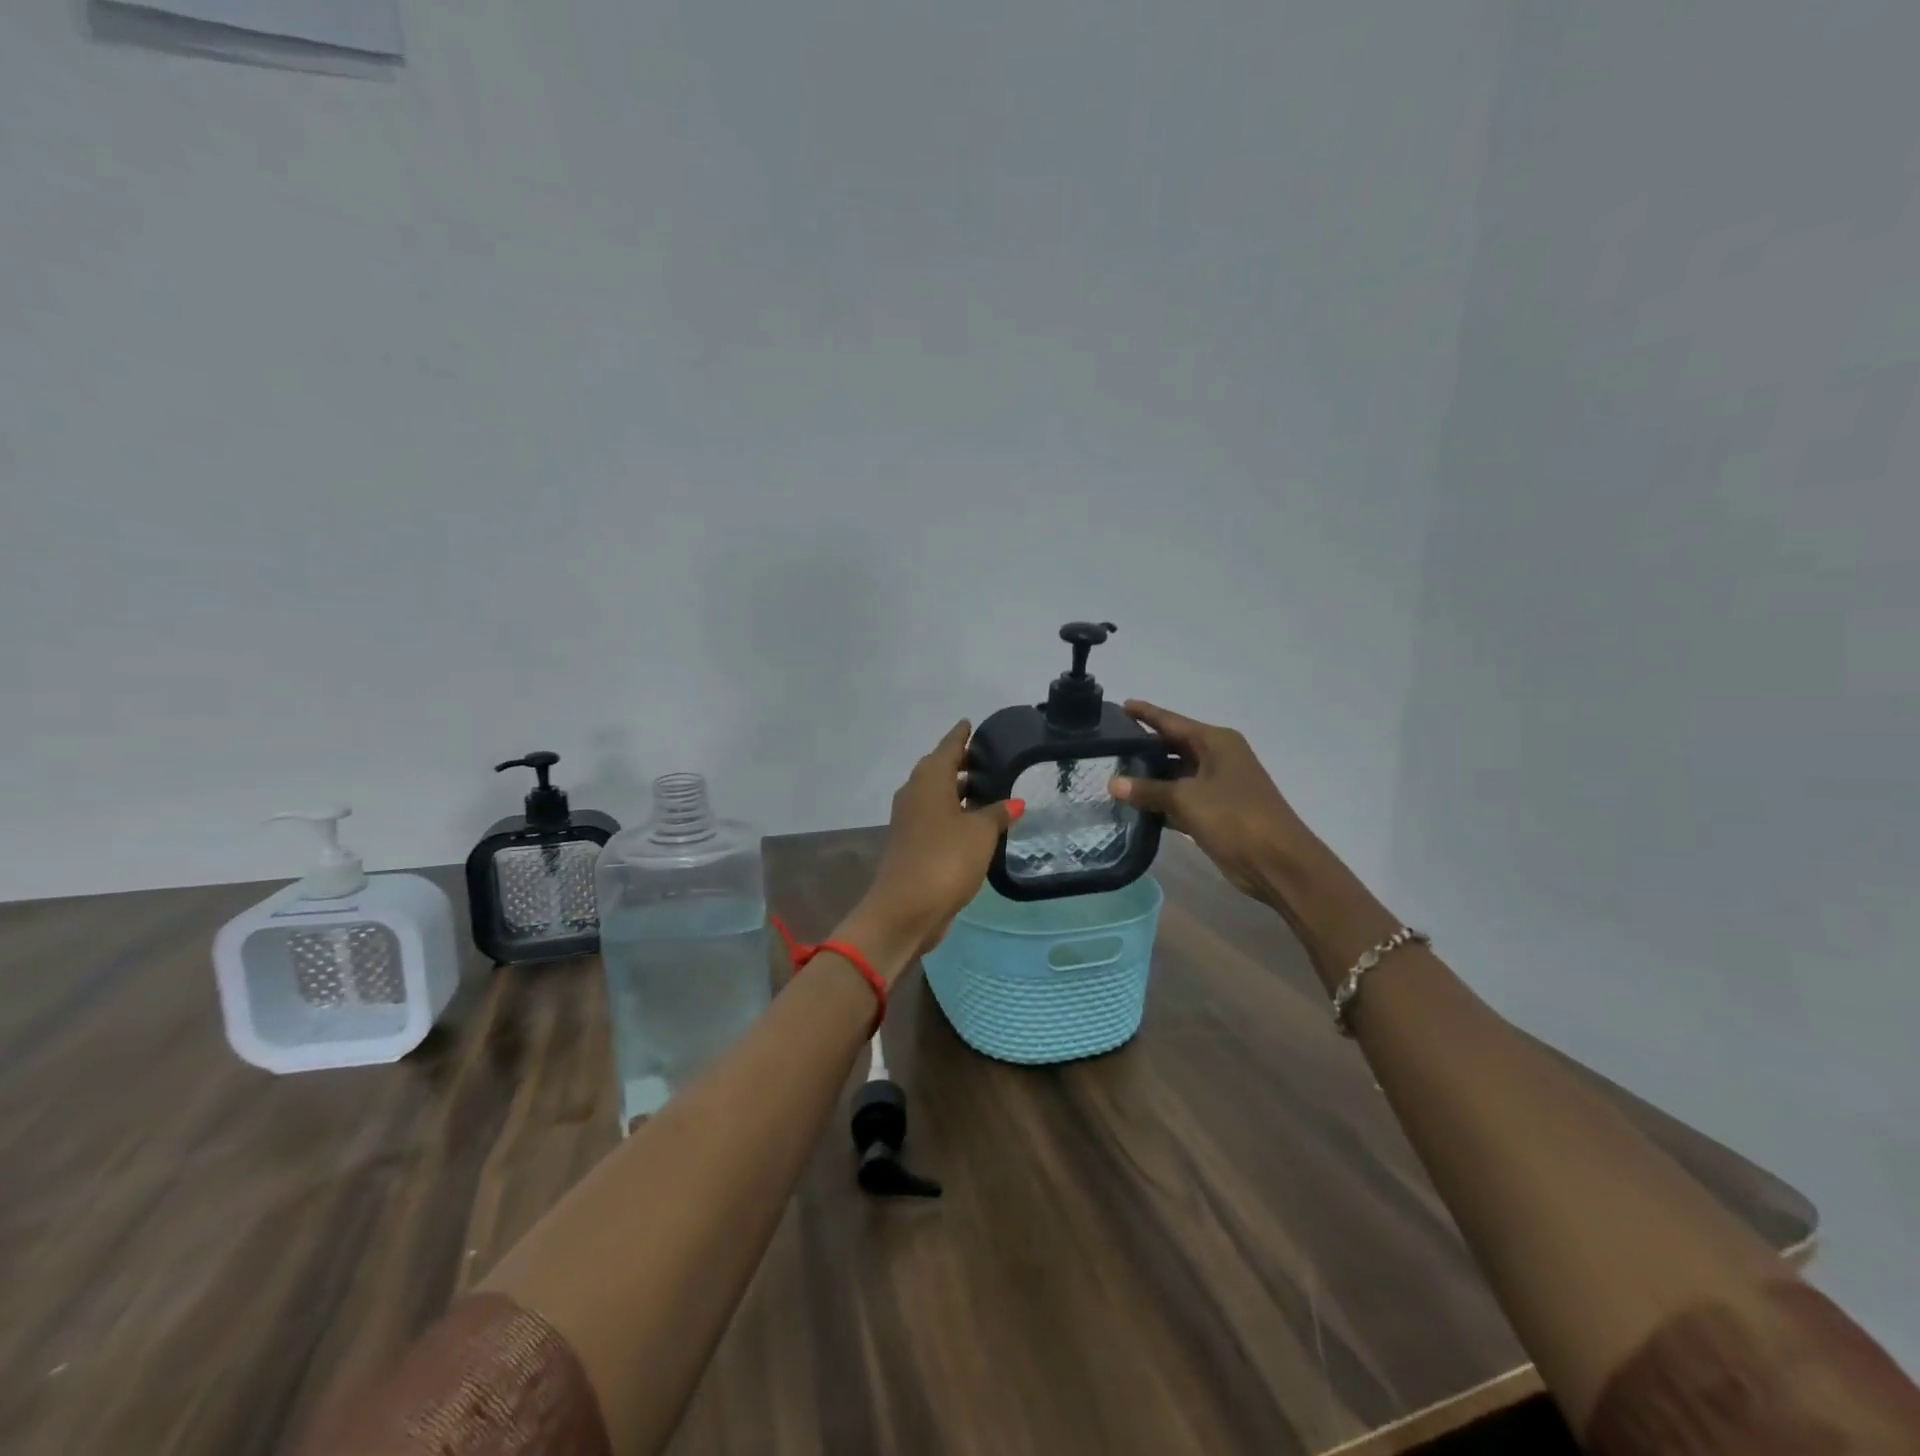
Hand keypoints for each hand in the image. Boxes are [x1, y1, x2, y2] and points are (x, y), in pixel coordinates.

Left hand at [844, 721, 1022, 974]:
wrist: (906, 908)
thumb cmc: (945, 859)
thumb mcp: (980, 833)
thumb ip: (998, 813)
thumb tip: (1014, 801)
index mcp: (929, 780)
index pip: (948, 747)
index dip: (961, 736)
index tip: (971, 724)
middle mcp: (915, 793)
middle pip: (939, 769)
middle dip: (961, 762)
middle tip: (989, 758)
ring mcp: (910, 820)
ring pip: (937, 794)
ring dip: (958, 790)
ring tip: (989, 788)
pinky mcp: (911, 843)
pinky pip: (936, 817)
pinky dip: (953, 813)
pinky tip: (975, 822)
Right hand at [1108, 700, 1315, 901]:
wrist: (1277, 861)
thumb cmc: (1234, 817)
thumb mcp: (1186, 798)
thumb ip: (1148, 789)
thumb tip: (1112, 783)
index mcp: (1216, 742)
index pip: (1172, 721)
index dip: (1146, 713)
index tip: (1120, 705)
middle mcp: (1218, 757)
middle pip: (1173, 746)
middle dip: (1144, 747)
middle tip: (1107, 745)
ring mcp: (1218, 785)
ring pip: (1176, 774)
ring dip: (1150, 777)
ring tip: (1113, 774)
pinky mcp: (1216, 811)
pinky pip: (1181, 799)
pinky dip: (1161, 802)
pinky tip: (1134, 806)